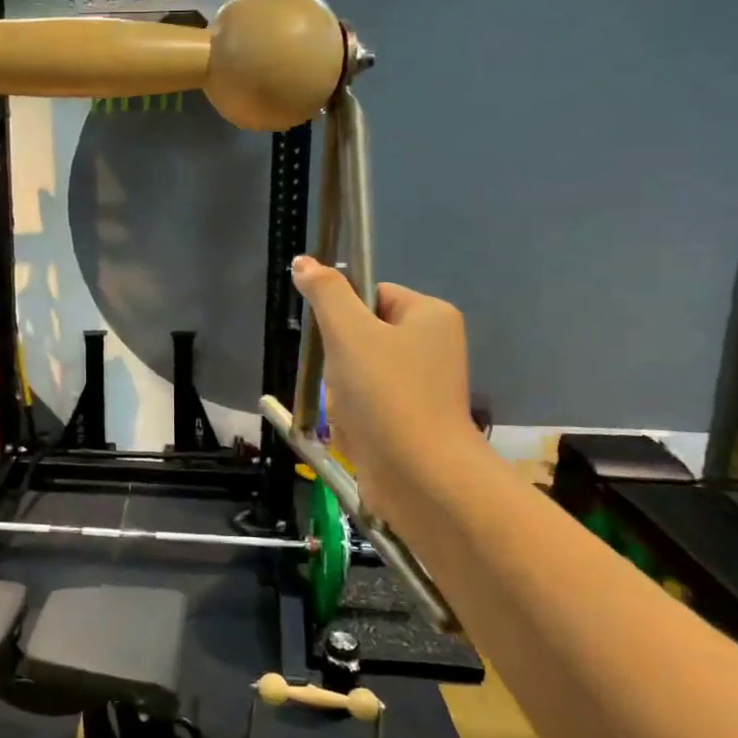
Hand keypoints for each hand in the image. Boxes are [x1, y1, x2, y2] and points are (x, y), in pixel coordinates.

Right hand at [291, 255, 482, 501]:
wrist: (420, 476)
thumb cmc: (387, 393)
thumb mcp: (349, 332)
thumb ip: (325, 293)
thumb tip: (303, 262)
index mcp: (430, 315)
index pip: (371, 294)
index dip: (343, 315)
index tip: (336, 341)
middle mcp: (434, 346)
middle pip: (361, 335)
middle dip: (339, 361)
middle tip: (343, 381)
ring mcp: (424, 386)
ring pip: (358, 373)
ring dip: (341, 392)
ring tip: (349, 412)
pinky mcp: (412, 420)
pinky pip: (367, 404)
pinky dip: (353, 417)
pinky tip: (355, 432)